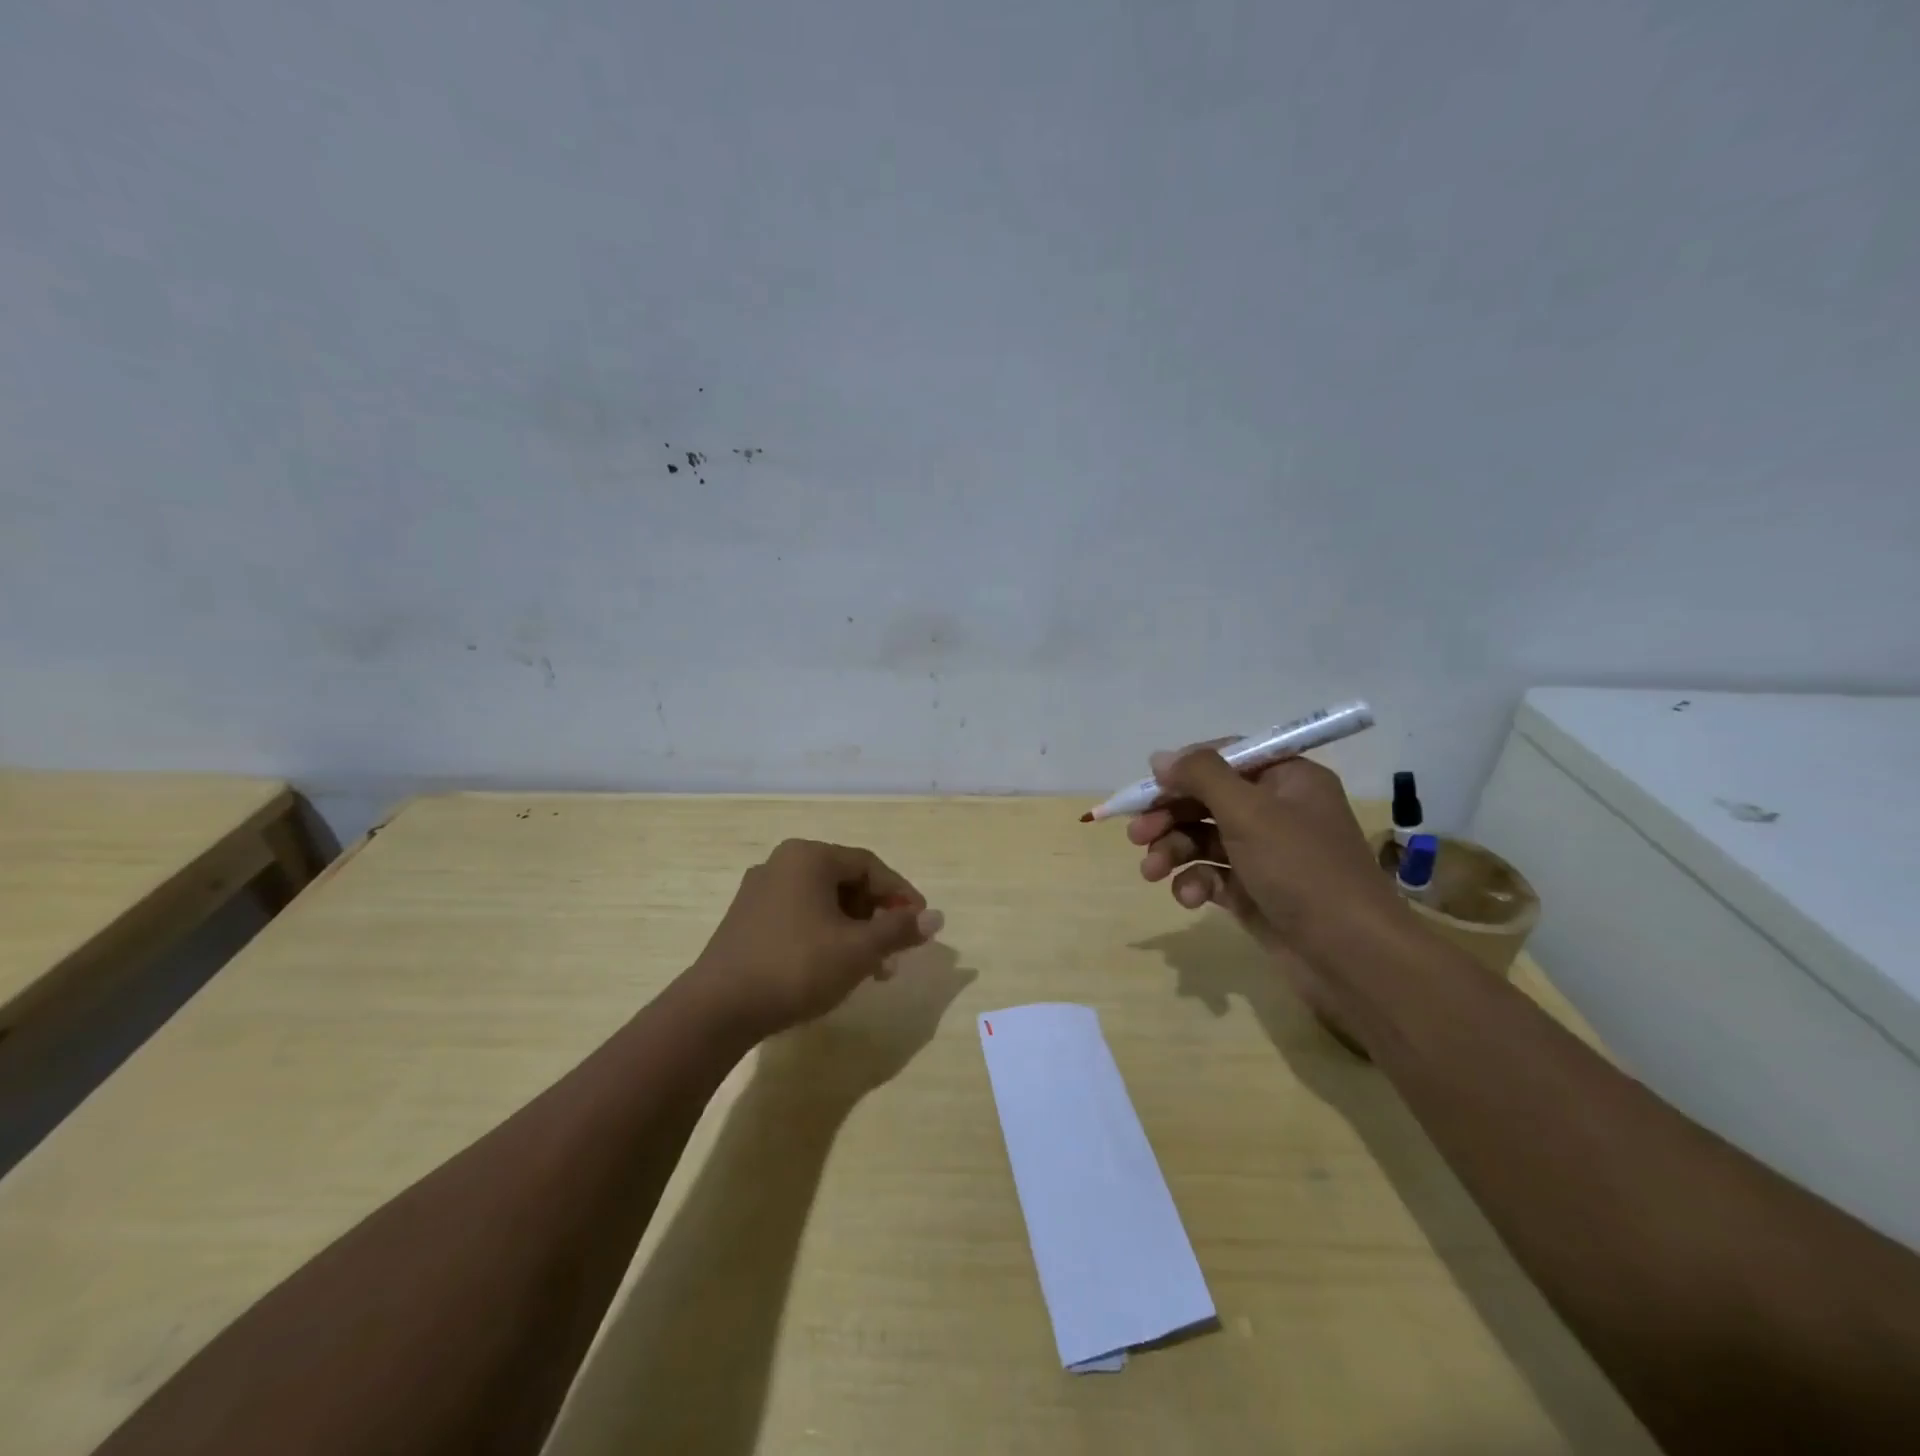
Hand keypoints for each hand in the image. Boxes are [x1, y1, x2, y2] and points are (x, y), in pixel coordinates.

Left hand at [687, 839, 944, 1039]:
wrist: (718, 1009)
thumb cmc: (797, 966)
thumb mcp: (858, 949)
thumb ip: (899, 929)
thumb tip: (937, 918)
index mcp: (809, 857)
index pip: (870, 866)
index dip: (901, 894)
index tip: (921, 924)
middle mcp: (782, 863)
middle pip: (846, 882)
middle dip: (877, 916)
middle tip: (897, 950)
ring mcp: (759, 892)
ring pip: (823, 903)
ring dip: (854, 931)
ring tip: (872, 969)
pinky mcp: (746, 920)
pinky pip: (800, 917)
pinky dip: (825, 937)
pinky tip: (835, 969)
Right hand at [1128, 745, 1408, 1027]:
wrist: (1350, 956)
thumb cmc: (1301, 869)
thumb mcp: (1249, 812)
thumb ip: (1202, 776)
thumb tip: (1161, 758)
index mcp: (1287, 780)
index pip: (1225, 758)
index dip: (1184, 770)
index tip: (1148, 787)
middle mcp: (1276, 811)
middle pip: (1207, 801)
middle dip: (1169, 817)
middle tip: (1136, 835)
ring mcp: (1265, 855)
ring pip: (1203, 840)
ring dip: (1173, 852)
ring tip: (1150, 872)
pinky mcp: (1255, 892)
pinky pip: (1212, 876)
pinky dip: (1195, 883)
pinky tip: (1189, 898)